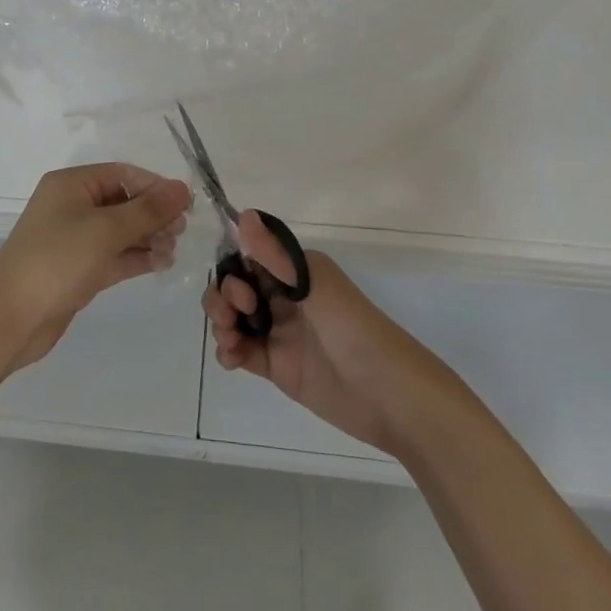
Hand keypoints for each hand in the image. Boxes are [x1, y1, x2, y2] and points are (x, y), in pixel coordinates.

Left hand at [0, 164, 191, 370]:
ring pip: (120, 230)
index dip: (155, 186)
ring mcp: (74, 239)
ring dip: (148, 237)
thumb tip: (183, 189)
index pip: (122, 174)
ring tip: (173, 250)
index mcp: (72, 184)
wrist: (11, 318)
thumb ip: (147, 210)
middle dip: (153, 214)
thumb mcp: (106, 230)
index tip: (186, 204)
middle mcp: (72, 206)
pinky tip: (161, 264)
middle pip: (123, 201)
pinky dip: (136, 257)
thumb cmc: (58, 260)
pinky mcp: (78, 269)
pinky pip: (113, 255)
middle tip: (181, 231)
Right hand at [204, 214, 418, 455]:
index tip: (241, 289)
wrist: (388, 397)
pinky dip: (228, 351)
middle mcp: (284, 297)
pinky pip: (242, 351)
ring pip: (235, 318)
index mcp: (296, 272)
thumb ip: (276, 256)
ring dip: (221, 323)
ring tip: (230, 341)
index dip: (234, 269)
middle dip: (224, 297)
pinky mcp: (277, 366)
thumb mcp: (315, 287)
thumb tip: (244, 214)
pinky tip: (231, 359)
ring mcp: (280, 332)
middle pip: (237, 288)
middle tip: (233, 317)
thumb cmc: (354, 330)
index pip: (250, 259)